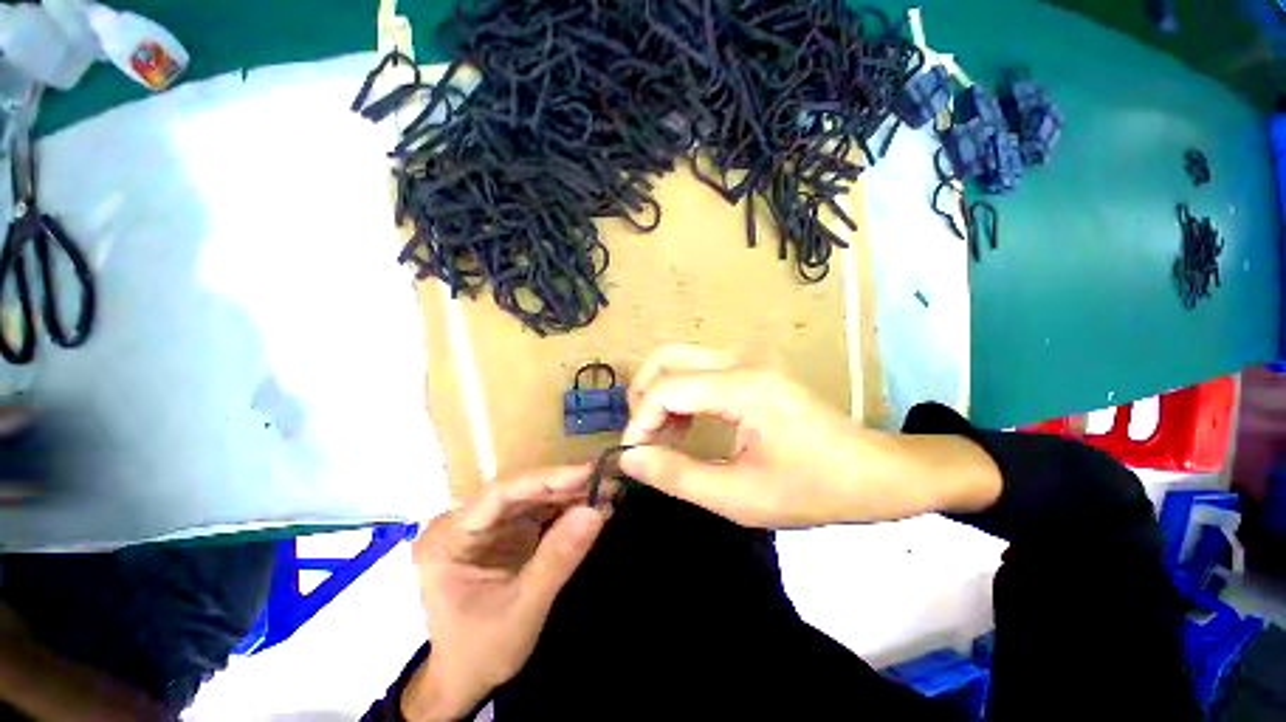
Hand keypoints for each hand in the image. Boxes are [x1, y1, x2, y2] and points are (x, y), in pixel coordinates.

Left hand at [403, 466, 606, 720]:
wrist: (465, 679)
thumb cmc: (481, 651)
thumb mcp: (522, 610)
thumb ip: (557, 560)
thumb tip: (595, 511)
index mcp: (448, 538)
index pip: (500, 495)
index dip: (546, 479)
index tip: (587, 472)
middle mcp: (465, 522)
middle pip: (521, 492)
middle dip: (566, 486)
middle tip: (607, 480)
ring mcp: (487, 526)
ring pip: (534, 498)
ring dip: (571, 494)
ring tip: (608, 491)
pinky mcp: (505, 532)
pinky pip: (539, 512)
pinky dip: (567, 510)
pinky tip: (593, 506)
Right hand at [619, 345, 1000, 527]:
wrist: (874, 472)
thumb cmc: (814, 489)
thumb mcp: (740, 497)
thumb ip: (677, 476)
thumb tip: (629, 458)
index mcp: (742, 388)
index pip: (666, 388)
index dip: (640, 422)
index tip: (634, 456)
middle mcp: (741, 361)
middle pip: (666, 357)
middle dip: (643, 396)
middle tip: (644, 438)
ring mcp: (748, 360)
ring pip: (680, 359)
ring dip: (660, 393)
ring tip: (662, 436)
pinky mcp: (752, 369)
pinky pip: (699, 369)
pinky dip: (680, 392)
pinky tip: (686, 425)